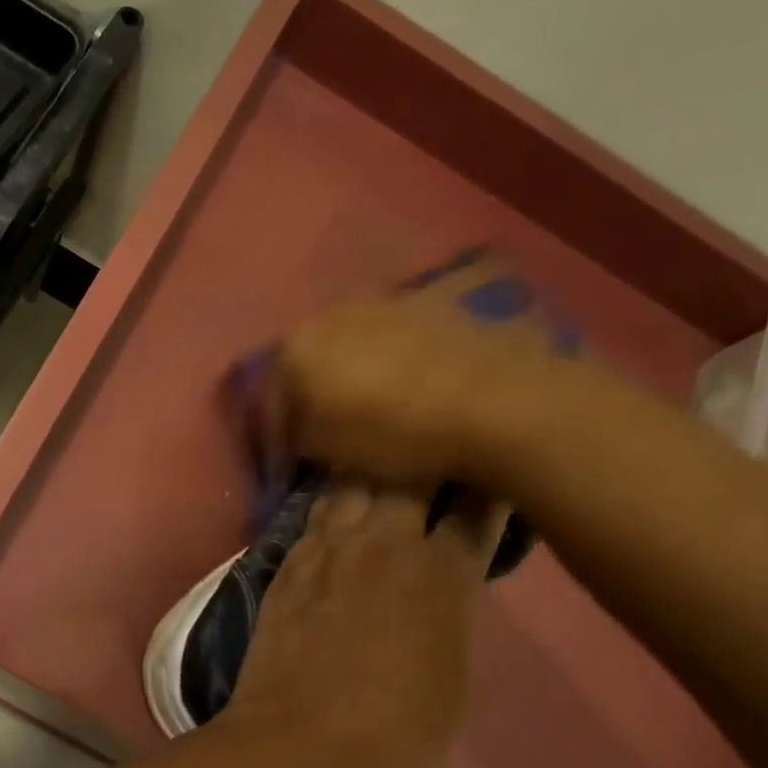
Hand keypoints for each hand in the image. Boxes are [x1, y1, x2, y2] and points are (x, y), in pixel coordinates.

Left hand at [224, 485, 505, 767]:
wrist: (302, 742)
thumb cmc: (397, 729)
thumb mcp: (453, 674)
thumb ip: (451, 612)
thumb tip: (444, 585)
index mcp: (441, 573)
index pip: (474, 508)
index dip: (486, 487)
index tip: (492, 474)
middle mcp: (383, 545)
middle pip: (407, 474)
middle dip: (425, 458)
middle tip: (433, 457)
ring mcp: (327, 549)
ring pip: (351, 483)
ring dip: (370, 472)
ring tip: (380, 467)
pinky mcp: (287, 563)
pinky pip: (312, 516)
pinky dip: (330, 505)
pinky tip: (335, 507)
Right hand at [270, 253, 575, 493]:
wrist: (496, 402)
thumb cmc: (394, 431)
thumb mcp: (328, 450)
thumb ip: (300, 437)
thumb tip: (301, 431)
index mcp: (297, 347)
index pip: (271, 397)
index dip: (277, 434)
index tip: (287, 462)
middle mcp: (331, 314)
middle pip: (309, 363)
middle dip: (310, 396)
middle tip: (322, 430)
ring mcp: (383, 304)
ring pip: (350, 347)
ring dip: (349, 376)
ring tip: (365, 409)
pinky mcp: (429, 307)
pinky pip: (391, 342)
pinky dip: (387, 365)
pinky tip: (403, 390)